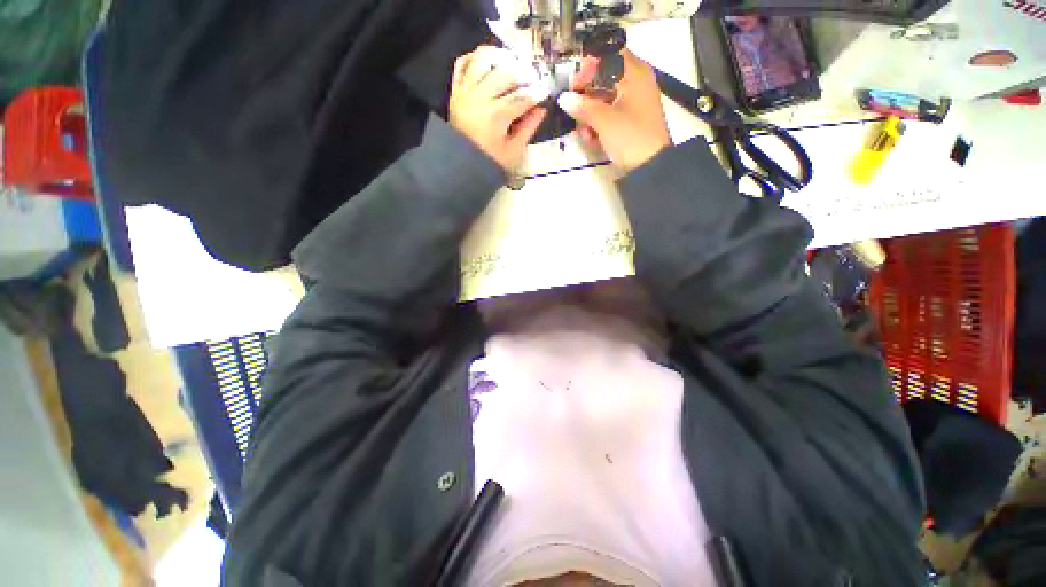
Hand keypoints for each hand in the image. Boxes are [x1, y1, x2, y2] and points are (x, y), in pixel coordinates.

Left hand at [449, 46, 548, 170]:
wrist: (460, 164)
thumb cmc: (489, 161)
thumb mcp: (513, 151)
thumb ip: (528, 128)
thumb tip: (541, 110)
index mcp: (496, 115)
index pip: (522, 97)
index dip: (537, 93)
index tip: (546, 92)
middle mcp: (480, 96)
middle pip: (506, 73)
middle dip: (524, 74)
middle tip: (533, 79)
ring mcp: (466, 90)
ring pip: (484, 59)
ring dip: (502, 58)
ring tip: (513, 65)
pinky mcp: (456, 90)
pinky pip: (463, 63)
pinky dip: (476, 58)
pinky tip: (490, 63)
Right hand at [557, 50, 671, 171]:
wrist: (651, 167)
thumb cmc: (630, 137)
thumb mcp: (604, 121)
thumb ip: (582, 107)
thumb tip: (563, 98)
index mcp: (634, 73)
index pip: (608, 54)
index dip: (588, 66)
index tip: (574, 85)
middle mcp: (636, 82)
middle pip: (603, 78)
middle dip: (586, 96)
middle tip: (575, 112)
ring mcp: (634, 102)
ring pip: (604, 98)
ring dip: (589, 114)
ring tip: (585, 133)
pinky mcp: (630, 120)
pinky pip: (610, 113)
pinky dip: (599, 124)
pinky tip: (592, 139)